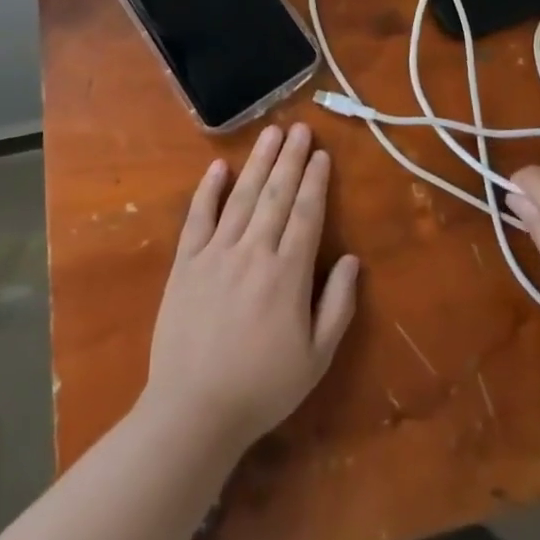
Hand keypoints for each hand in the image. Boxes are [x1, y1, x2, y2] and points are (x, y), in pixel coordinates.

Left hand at [140, 123, 360, 454]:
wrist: (193, 411)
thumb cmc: (262, 388)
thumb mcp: (316, 358)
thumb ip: (338, 305)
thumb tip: (354, 260)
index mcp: (288, 274)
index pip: (307, 214)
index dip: (315, 181)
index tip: (322, 154)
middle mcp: (254, 252)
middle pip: (277, 195)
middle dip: (291, 158)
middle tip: (300, 128)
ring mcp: (216, 253)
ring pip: (242, 196)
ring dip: (259, 162)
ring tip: (271, 133)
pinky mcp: (185, 263)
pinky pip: (198, 217)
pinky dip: (209, 190)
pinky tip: (220, 167)